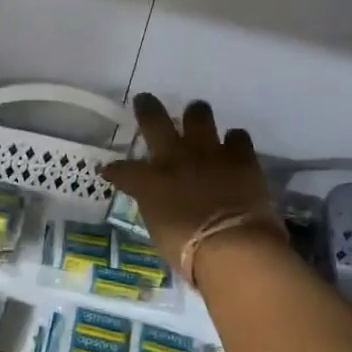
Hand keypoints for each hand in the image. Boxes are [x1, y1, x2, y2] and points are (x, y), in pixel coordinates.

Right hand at [103, 93, 281, 275]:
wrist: (232, 246)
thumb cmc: (188, 251)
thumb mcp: (160, 230)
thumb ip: (157, 209)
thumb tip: (160, 203)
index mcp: (149, 182)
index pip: (123, 171)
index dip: (114, 170)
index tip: (109, 170)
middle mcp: (175, 159)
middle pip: (155, 122)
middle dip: (147, 109)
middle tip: (145, 100)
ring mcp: (209, 153)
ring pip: (199, 116)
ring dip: (195, 114)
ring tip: (196, 113)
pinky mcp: (241, 157)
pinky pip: (237, 136)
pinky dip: (233, 140)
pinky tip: (233, 145)